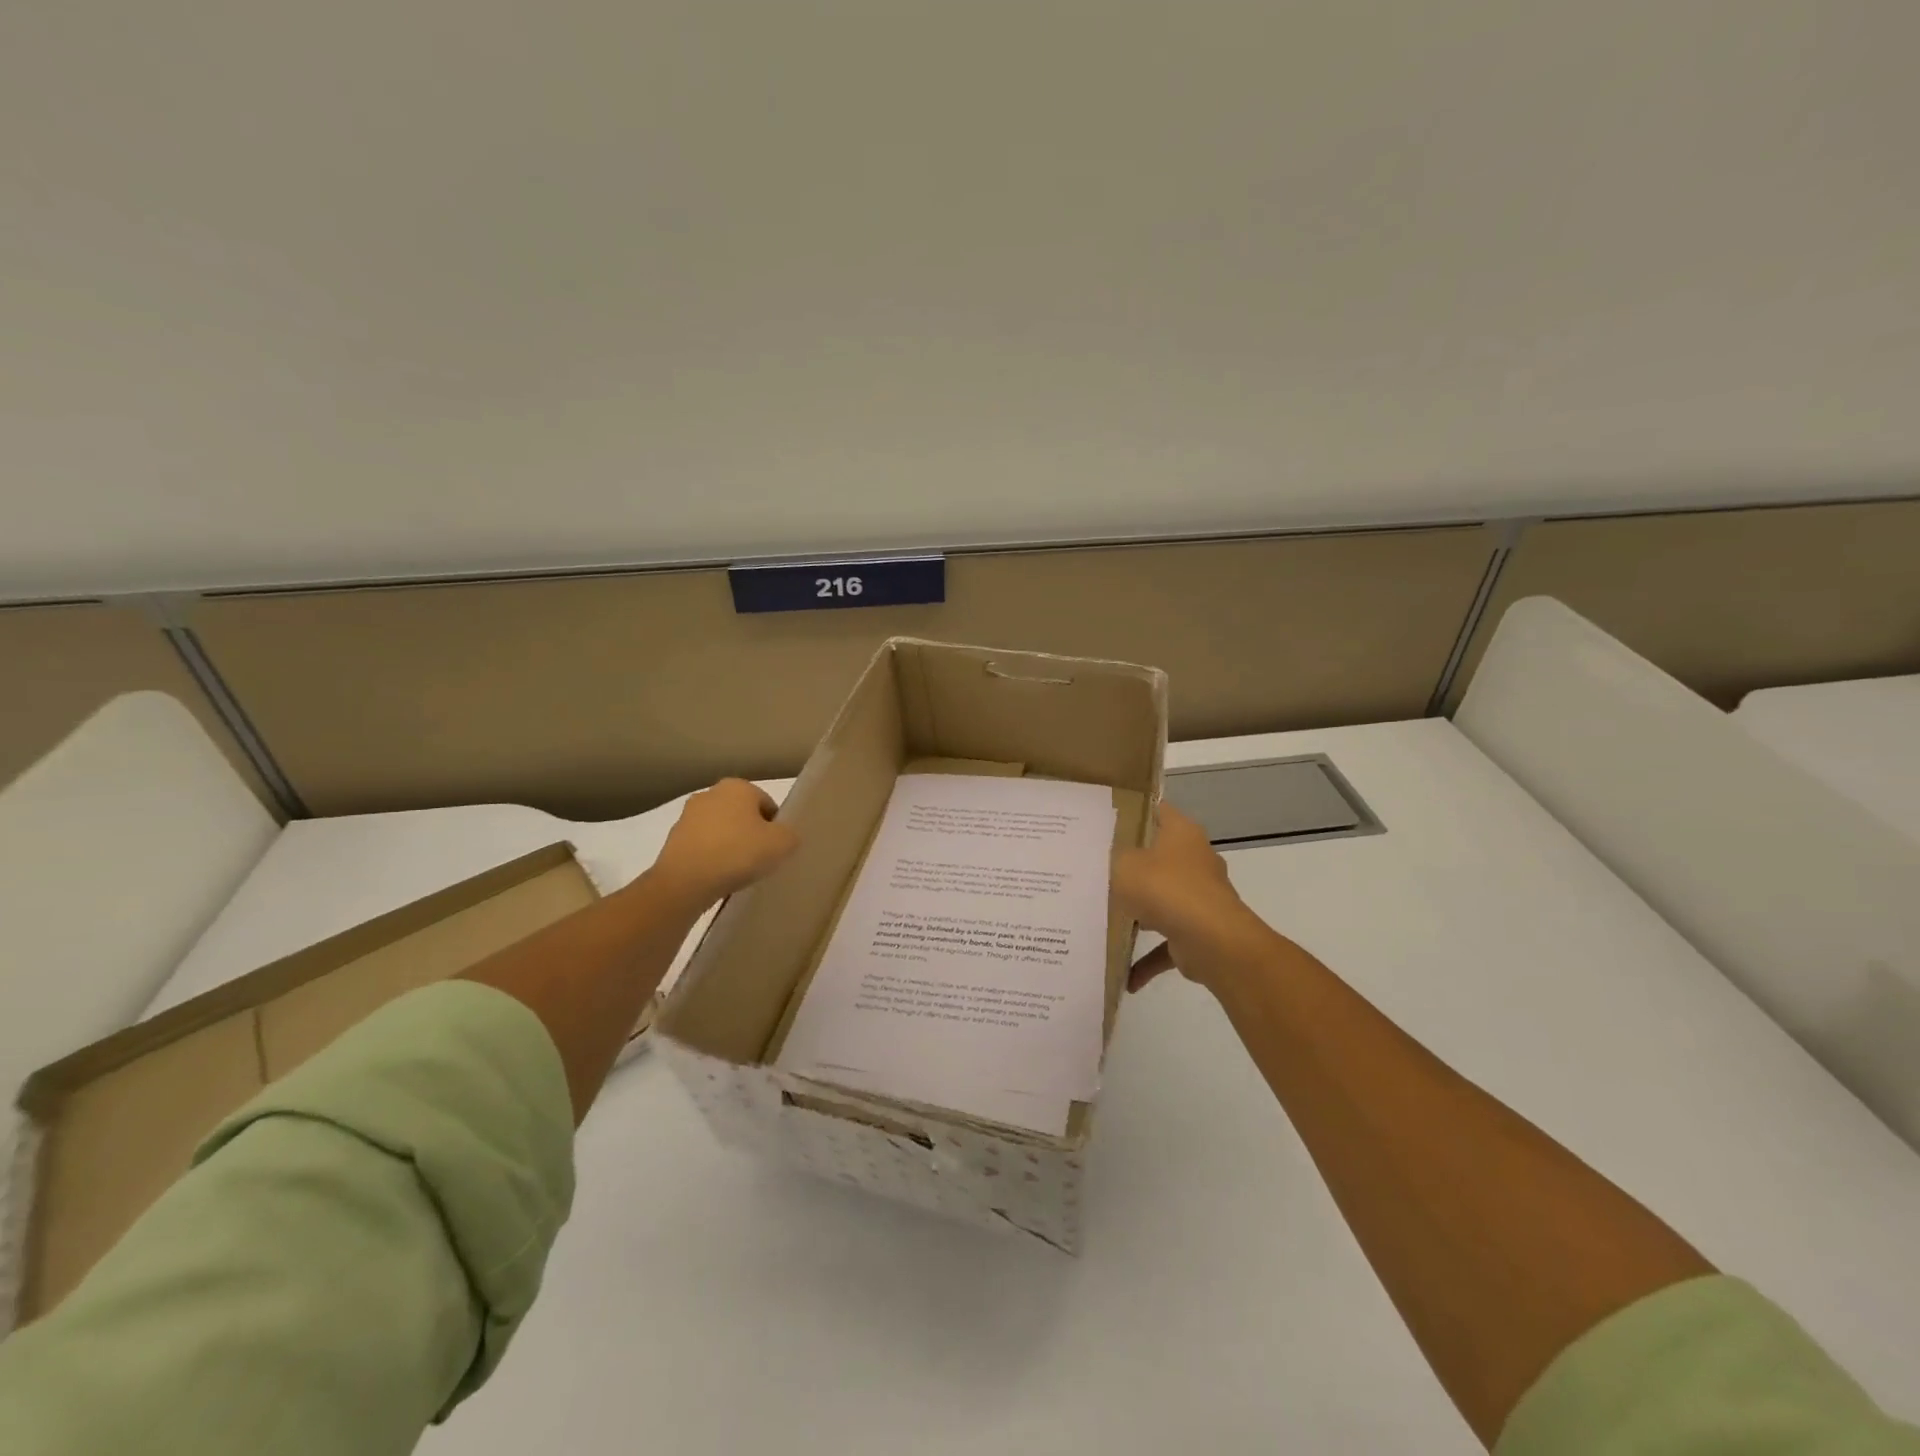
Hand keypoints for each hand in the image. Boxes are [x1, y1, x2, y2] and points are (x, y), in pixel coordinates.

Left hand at [649, 779, 798, 909]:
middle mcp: (710, 793)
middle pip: (742, 815)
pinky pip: (703, 846)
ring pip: (721, 830)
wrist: (685, 881)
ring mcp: (688, 816)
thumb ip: (790, 835)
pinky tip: (718, 876)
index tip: (775, 849)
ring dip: (730, 845)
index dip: (775, 827)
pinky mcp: (673, 839)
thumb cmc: (738, 853)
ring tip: (738, 871)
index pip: (767, 804)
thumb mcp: (782, 844)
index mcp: (738, 786)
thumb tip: (785, 837)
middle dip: (751, 834)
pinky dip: (712, 857)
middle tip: (759, 860)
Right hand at [1113, 803, 1273, 992]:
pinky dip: (1147, 958)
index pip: (1158, 810)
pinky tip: (1125, 978)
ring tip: (1105, 919)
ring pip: (1163, 900)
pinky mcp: (1199, 931)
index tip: (1105, 820)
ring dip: (1139, 913)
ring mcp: (1200, 897)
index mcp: (1181, 833)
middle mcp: (1195, 861)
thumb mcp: (1123, 864)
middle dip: (1132, 866)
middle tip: (1096, 869)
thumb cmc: (1165, 889)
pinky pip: (1166, 944)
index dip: (1134, 811)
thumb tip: (1106, 859)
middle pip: (1159, 857)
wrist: (1213, 942)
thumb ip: (1111, 859)